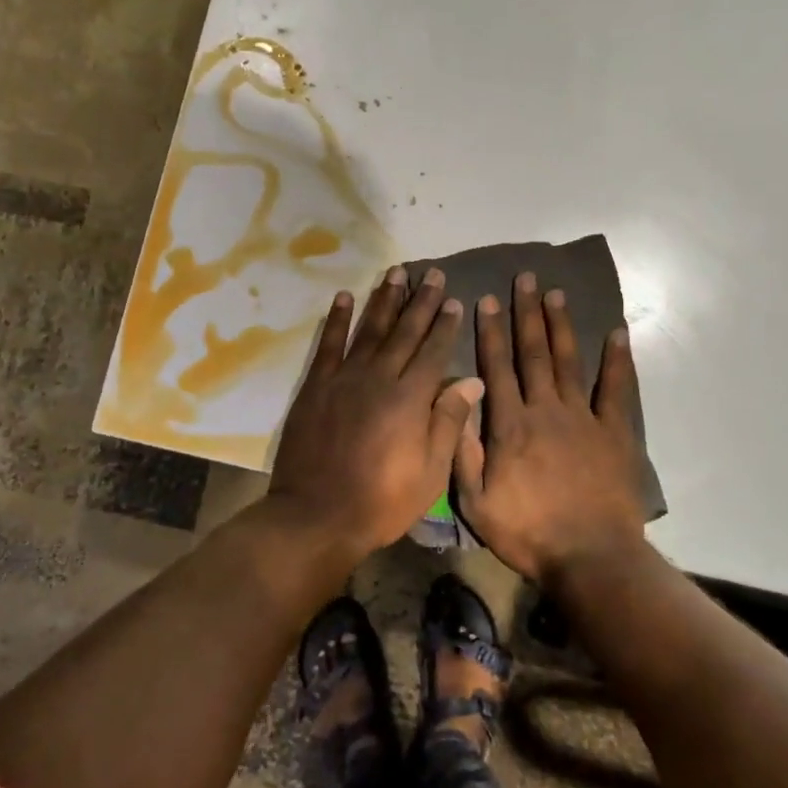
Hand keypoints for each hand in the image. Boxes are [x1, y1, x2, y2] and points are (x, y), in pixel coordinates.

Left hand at [268, 266, 483, 556]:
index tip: (456, 300)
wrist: (317, 515)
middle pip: (405, 332)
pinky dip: (336, 319)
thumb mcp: (430, 472)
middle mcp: (379, 378)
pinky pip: (328, 344)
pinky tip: (344, 296)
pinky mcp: (316, 386)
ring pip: (369, 329)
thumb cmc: (382, 501)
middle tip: (434, 274)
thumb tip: (472, 379)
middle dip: (421, 302)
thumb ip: (449, 421)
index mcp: (410, 399)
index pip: (434, 351)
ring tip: (396, 272)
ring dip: (384, 299)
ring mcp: (344, 378)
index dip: (446, 325)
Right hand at [455, 273, 646, 583]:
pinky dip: (618, 361)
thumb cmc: (528, 533)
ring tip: (557, 294)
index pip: (497, 367)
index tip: (487, 299)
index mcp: (510, 425)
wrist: (591, 557)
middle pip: (534, 353)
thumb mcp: (476, 502)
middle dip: (527, 314)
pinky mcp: (615, 433)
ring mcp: (584, 418)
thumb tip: (459, 403)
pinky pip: (616, 389)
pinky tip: (617, 334)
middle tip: (526, 279)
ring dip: (561, 326)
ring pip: (569, 362)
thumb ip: (464, 451)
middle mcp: (546, 410)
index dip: (491, 332)